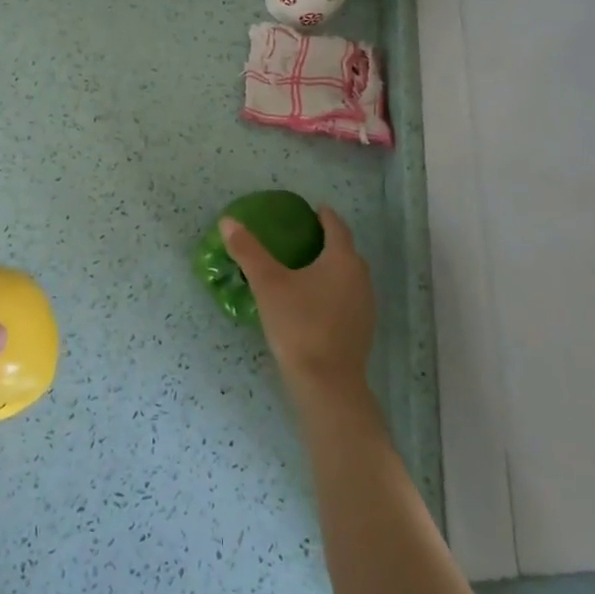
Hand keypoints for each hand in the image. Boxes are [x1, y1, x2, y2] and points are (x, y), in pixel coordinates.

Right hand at [221, 207, 374, 406]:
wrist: (326, 384)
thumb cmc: (298, 325)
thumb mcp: (267, 284)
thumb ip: (248, 251)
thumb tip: (228, 221)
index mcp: (342, 261)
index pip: (337, 228)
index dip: (325, 216)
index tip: (314, 209)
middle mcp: (360, 279)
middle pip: (346, 252)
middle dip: (329, 242)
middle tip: (304, 237)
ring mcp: (365, 307)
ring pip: (349, 277)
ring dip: (332, 268)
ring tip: (307, 269)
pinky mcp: (362, 331)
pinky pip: (348, 299)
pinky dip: (333, 291)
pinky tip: (314, 303)